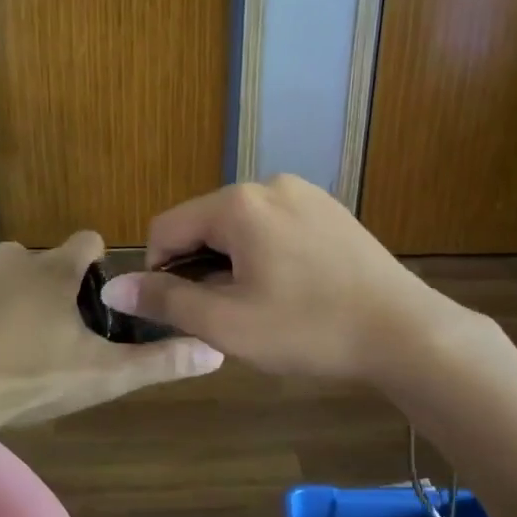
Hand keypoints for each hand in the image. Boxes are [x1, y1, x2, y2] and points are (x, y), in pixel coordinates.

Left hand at [0, 233, 222, 429]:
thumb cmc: (26, 380)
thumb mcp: (101, 376)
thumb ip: (159, 362)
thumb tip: (216, 351)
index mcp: (54, 270)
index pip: (87, 241)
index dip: (94, 265)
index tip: (91, 297)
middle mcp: (10, 256)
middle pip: (38, 263)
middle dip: (44, 291)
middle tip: (42, 340)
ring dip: (0, 301)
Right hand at [98, 175, 467, 380]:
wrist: (404, 331)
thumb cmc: (309, 328)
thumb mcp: (227, 323)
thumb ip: (166, 301)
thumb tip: (112, 288)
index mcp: (239, 204)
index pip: (167, 226)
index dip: (158, 271)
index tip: (177, 311)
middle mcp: (270, 184)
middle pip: (207, 224)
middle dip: (200, 268)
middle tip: (222, 317)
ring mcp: (307, 195)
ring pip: (243, 228)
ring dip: (233, 264)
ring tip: (259, 308)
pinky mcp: (332, 212)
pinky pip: (278, 228)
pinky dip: (267, 256)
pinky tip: (290, 293)